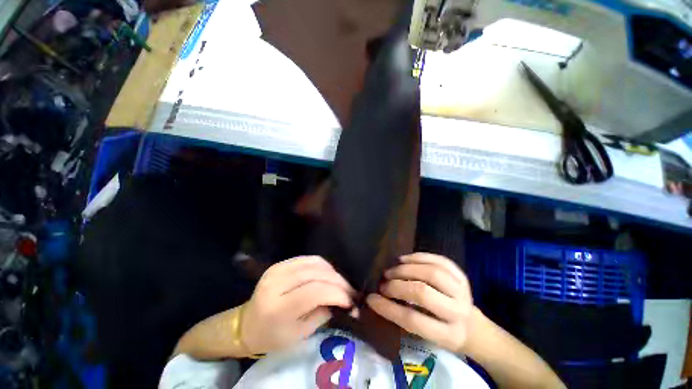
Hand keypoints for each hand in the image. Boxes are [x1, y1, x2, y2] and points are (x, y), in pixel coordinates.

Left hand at [241, 256, 354, 353]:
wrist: (247, 324)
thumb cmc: (272, 336)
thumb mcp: (299, 335)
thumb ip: (323, 314)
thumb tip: (345, 302)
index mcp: (278, 307)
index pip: (315, 292)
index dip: (337, 293)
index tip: (351, 301)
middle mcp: (277, 283)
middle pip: (316, 274)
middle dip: (338, 281)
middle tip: (350, 291)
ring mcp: (278, 269)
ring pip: (315, 263)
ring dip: (332, 272)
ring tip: (341, 283)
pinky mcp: (280, 263)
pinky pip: (308, 259)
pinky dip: (323, 265)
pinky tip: (329, 274)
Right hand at [366, 253, 472, 353]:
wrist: (471, 326)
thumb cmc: (442, 332)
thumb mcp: (426, 336)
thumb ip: (405, 318)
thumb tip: (377, 298)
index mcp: (448, 335)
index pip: (413, 320)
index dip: (388, 308)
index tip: (371, 299)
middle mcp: (458, 312)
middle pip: (423, 293)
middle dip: (397, 286)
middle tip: (383, 284)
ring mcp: (462, 290)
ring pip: (431, 272)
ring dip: (405, 269)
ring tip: (391, 270)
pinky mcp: (461, 275)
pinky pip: (438, 260)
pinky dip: (418, 257)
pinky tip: (403, 259)